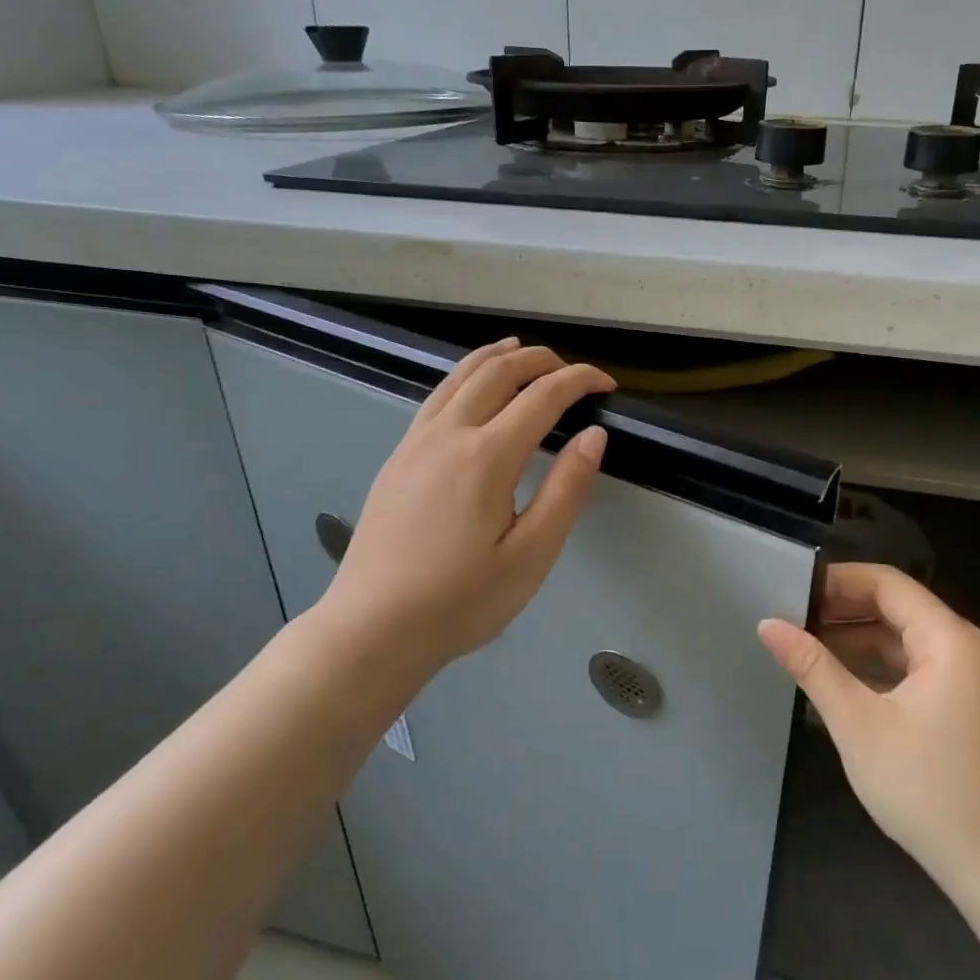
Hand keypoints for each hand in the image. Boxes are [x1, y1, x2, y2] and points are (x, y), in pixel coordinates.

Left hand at [311, 338, 614, 674]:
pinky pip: (437, 397)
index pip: (543, 396)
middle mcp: (449, 435)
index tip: (607, 385)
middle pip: (499, 372)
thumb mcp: (531, 555)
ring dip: (498, 357)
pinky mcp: (398, 458)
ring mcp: (416, 443)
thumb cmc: (461, 601)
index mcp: (487, 457)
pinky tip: (473, 388)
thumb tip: (594, 437)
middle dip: (542, 360)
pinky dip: (465, 376)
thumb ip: (566, 491)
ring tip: (523, 351)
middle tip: (573, 372)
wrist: (372, 628)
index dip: (580, 381)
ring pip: (460, 376)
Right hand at [759, 563, 979, 899]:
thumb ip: (813, 667)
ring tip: (805, 644)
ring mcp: (971, 677)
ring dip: (859, 639)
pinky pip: (917, 666)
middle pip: (898, 607)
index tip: (793, 589)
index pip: (888, 583)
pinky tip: (840, 676)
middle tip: (791, 617)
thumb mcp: (858, 724)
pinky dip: (880, 665)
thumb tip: (767, 624)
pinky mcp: (968, 704)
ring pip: (906, 639)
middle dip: (844, 609)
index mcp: (950, 639)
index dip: (838, 580)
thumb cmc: (926, 789)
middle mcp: (967, 647)